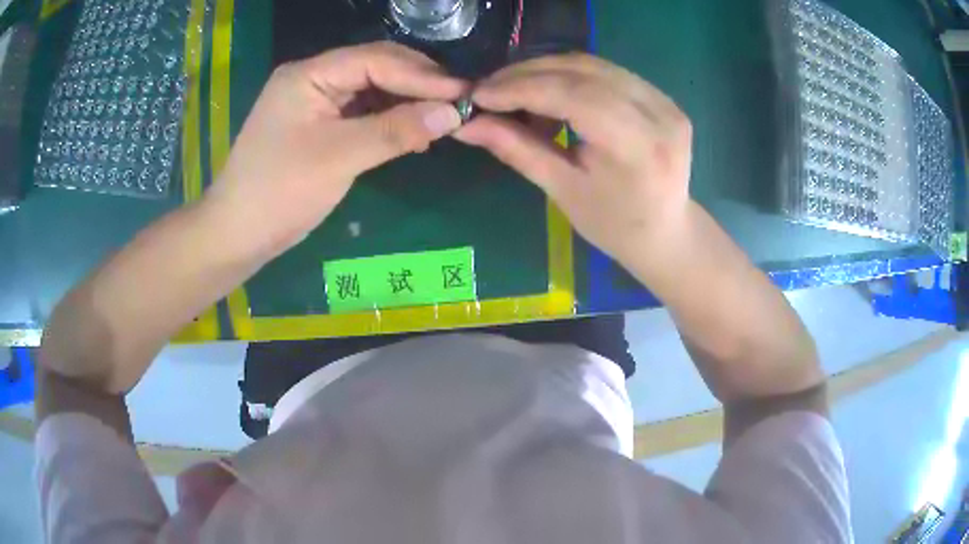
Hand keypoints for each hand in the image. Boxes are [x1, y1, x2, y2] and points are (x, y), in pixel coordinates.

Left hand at [205, 42, 467, 258]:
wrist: (237, 234)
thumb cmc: (279, 193)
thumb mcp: (339, 158)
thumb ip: (395, 130)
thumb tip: (453, 113)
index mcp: (309, 74)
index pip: (376, 60)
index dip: (422, 75)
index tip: (463, 93)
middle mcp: (313, 78)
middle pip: (375, 68)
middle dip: (417, 84)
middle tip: (459, 102)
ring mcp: (315, 101)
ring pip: (371, 89)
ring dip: (406, 102)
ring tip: (443, 118)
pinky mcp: (318, 124)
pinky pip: (361, 112)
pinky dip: (389, 120)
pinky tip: (413, 133)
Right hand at [454, 54, 692, 271]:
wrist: (666, 233)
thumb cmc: (613, 225)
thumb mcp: (562, 191)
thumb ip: (517, 149)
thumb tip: (466, 125)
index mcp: (637, 147)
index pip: (573, 96)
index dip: (521, 88)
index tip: (479, 93)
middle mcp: (659, 114)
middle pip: (584, 72)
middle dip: (528, 74)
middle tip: (490, 88)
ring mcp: (666, 102)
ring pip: (594, 66)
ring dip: (547, 70)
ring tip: (514, 90)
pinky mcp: (664, 98)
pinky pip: (608, 72)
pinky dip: (571, 75)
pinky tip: (549, 91)